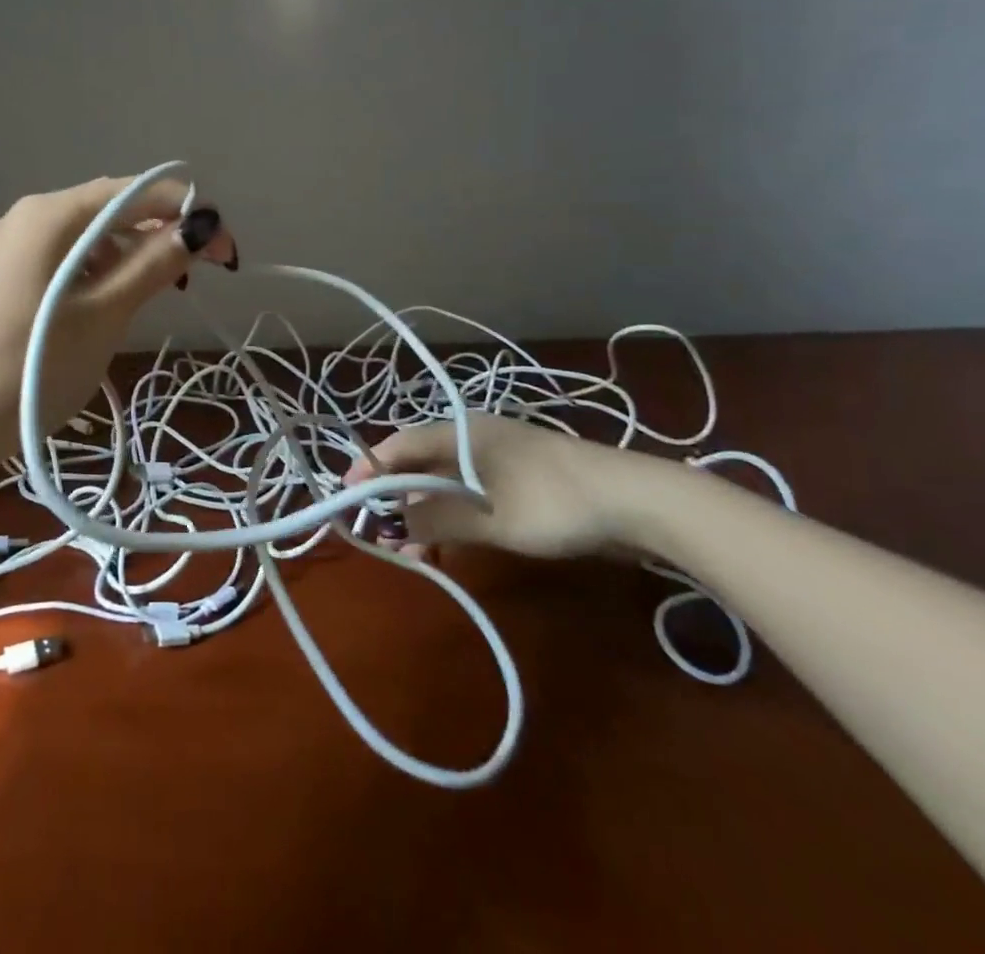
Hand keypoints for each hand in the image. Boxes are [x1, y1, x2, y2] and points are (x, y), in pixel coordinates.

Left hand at [0, 175, 235, 466]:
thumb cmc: (26, 367)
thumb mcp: (103, 315)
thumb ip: (154, 263)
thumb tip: (201, 224)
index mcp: (52, 213)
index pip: (138, 192)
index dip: (189, 214)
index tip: (226, 256)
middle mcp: (31, 217)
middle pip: (113, 209)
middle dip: (162, 234)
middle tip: (195, 279)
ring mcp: (14, 248)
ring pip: (91, 238)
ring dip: (133, 257)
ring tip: (157, 297)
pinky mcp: (6, 279)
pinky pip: (67, 261)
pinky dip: (100, 275)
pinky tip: (112, 305)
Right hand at [347, 413, 657, 559]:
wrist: (638, 501)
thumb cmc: (553, 501)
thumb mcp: (491, 517)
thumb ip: (436, 520)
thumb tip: (391, 527)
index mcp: (460, 432)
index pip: (399, 444)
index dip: (369, 468)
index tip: (346, 498)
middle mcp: (473, 437)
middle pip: (418, 463)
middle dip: (395, 499)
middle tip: (381, 536)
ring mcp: (498, 458)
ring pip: (444, 482)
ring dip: (424, 514)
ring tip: (414, 553)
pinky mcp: (519, 480)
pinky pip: (470, 494)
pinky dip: (453, 517)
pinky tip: (450, 546)